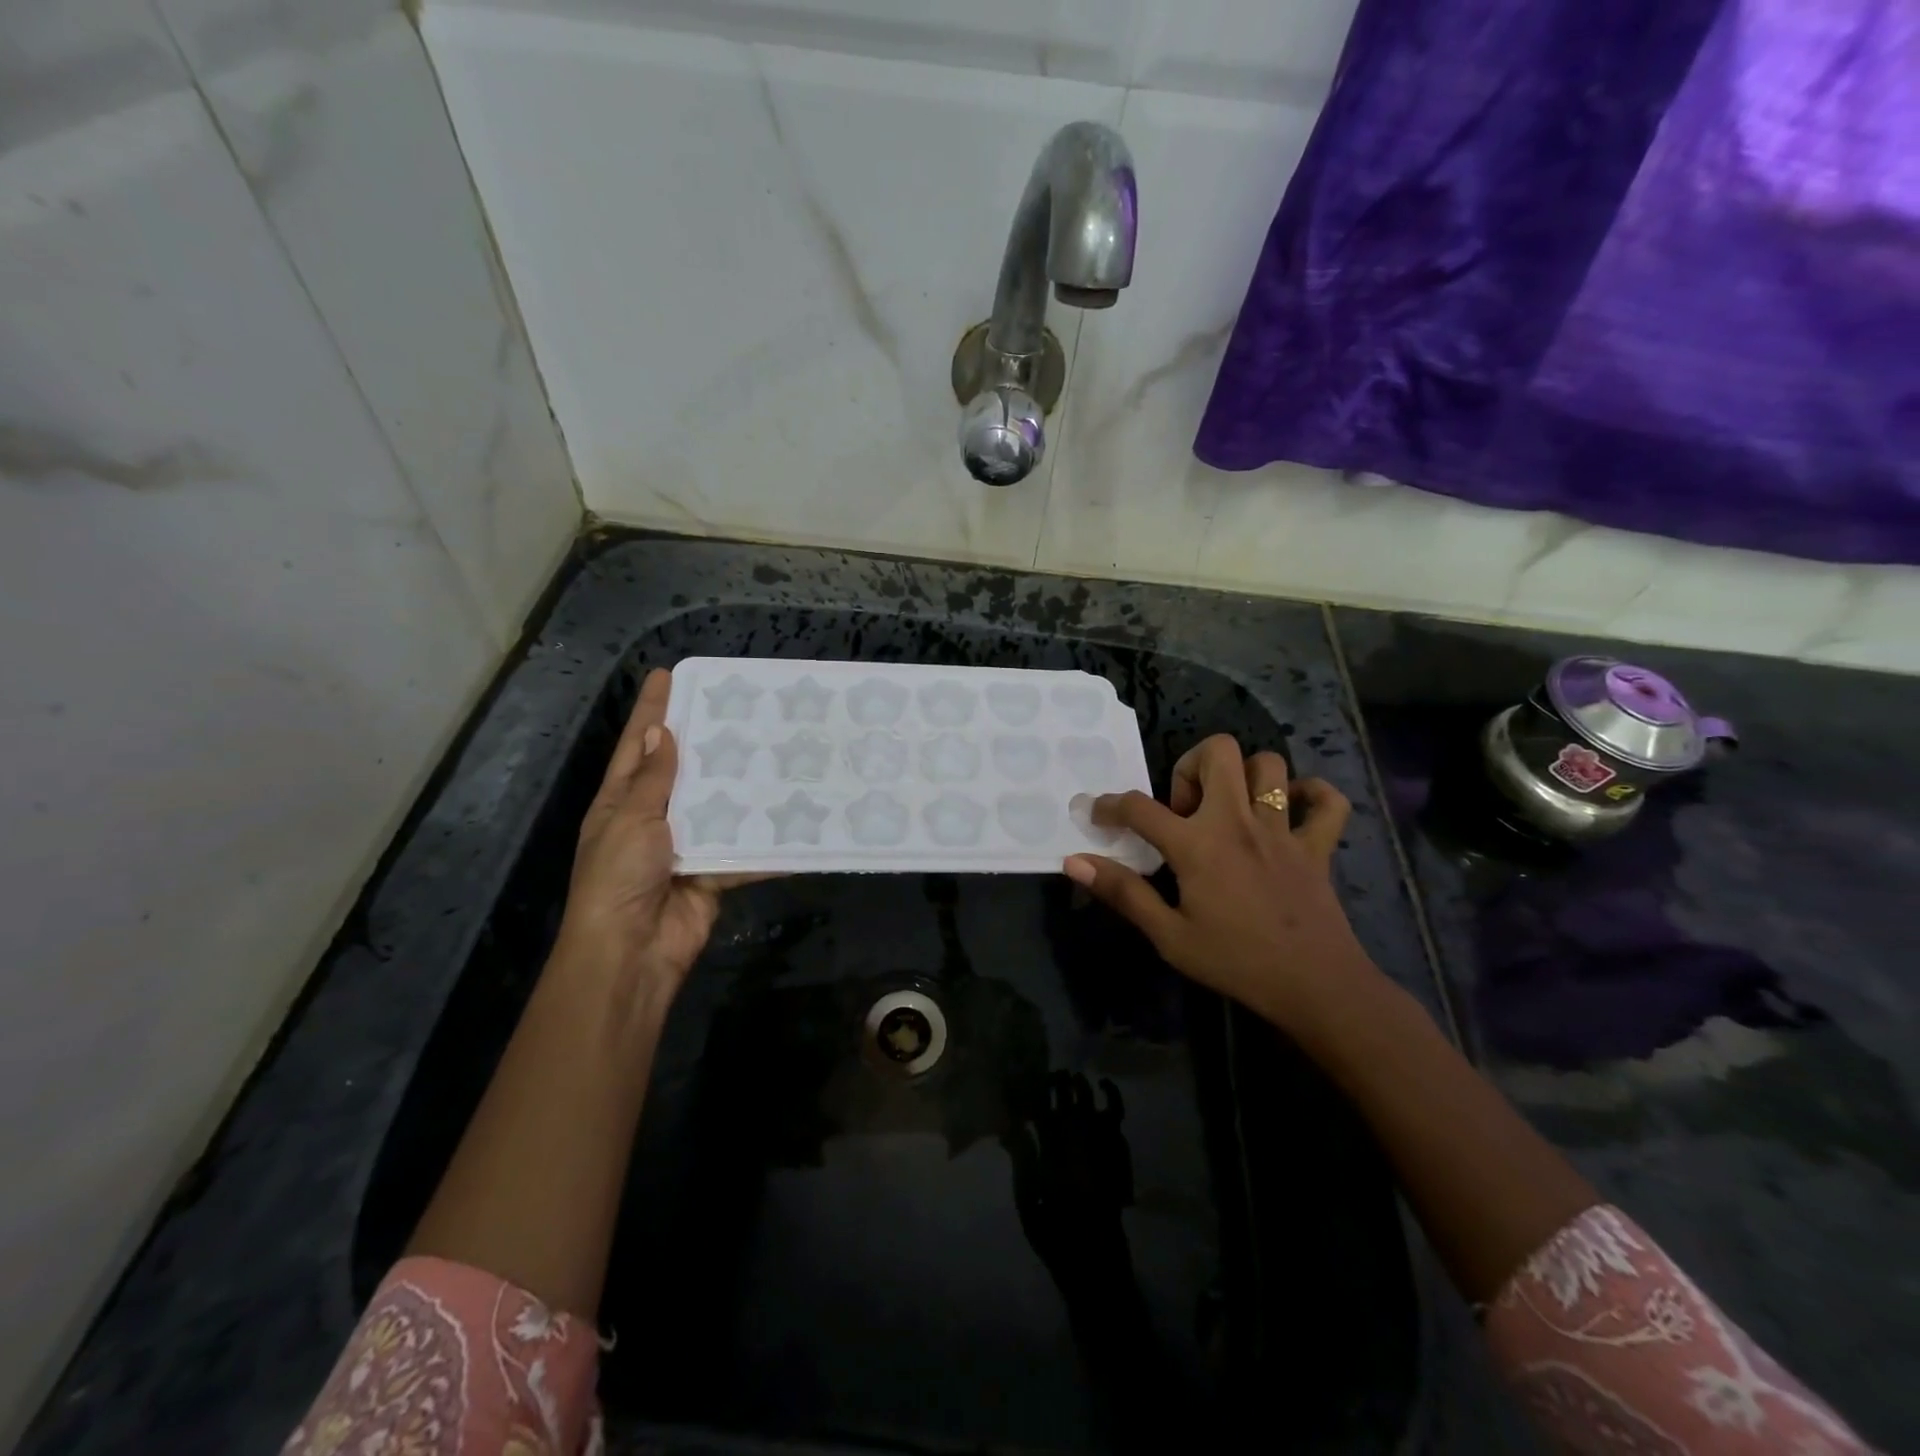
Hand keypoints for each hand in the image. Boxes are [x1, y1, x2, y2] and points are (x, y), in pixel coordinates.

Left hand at [552, 667, 746, 1012]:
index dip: (651, 710)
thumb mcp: (630, 821)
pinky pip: (741, 847)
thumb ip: (651, 780)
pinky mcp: (713, 871)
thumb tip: (659, 732)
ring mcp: (685, 845)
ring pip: (717, 805)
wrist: (634, 952)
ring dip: (740, 784)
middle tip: (738, 706)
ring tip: (773, 748)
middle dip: (705, 740)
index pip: (638, 745)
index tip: (669, 674)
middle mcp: (653, 819)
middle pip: (682, 770)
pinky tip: (791, 813)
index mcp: (621, 802)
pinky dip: (763, 838)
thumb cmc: (619, 878)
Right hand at [1062, 735, 1379, 1040]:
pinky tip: (1291, 811)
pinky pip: (1327, 801)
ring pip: (1269, 765)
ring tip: (1229, 808)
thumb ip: (1123, 892)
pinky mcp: (1317, 846)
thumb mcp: (1169, 936)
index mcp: (1198, 844)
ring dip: (1245, 777)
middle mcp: (1238, 821)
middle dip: (1191, 765)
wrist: (1316, 986)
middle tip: (1184, 809)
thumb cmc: (1235, 961)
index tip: (1097, 814)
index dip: (1109, 805)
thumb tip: (1074, 861)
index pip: (1139, 807)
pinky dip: (1312, 795)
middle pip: (1218, 752)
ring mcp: (1282, 830)